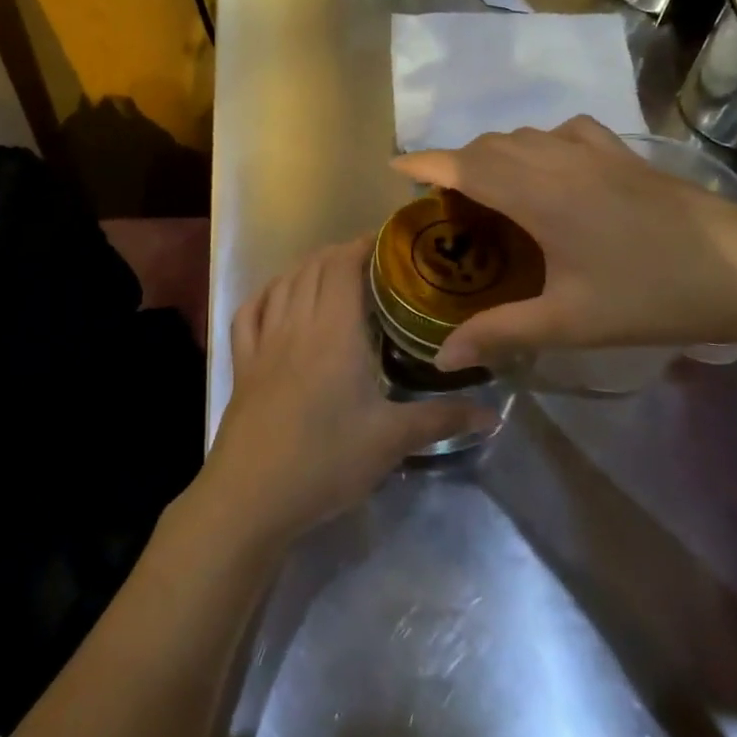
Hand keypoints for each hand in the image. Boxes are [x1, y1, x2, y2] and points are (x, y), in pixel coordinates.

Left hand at [200, 238, 496, 546]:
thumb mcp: (391, 441)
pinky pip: (249, 313)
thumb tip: (494, 414)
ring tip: (330, 271)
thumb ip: (442, 420)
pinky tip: (277, 299)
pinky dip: (266, 294)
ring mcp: (264, 342)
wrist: (252, 494)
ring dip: (306, 268)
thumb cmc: (326, 461)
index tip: (389, 242)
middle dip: (340, 253)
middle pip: (314, 268)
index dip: (364, 245)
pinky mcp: (242, 364)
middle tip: (371, 261)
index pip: (345, 266)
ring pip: (282, 284)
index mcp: (335, 331)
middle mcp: (297, 324)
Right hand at [392, 116, 736, 368]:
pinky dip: (539, 143)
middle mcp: (558, 161)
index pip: (465, 165)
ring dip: (494, 153)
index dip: (425, 163)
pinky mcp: (625, 154)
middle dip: (456, 164)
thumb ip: (501, 333)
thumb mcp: (570, 322)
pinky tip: (549, 167)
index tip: (394, 168)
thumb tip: (443, 357)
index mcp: (538, 195)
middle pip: (489, 146)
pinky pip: (564, 132)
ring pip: (524, 136)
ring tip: (489, 189)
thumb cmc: (652, 295)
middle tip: (445, 204)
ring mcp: (595, 152)